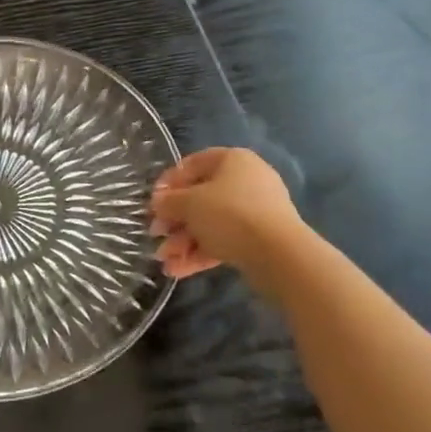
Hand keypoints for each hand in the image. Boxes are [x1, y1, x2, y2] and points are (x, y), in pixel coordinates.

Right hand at [151, 148, 304, 281]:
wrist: (278, 253)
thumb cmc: (229, 213)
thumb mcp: (189, 203)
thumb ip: (169, 201)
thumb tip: (158, 202)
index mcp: (232, 160)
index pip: (193, 164)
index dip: (169, 182)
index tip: (152, 201)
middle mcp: (246, 181)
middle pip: (200, 198)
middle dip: (174, 220)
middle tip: (155, 234)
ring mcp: (255, 211)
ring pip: (210, 223)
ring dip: (183, 241)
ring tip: (164, 261)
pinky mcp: (258, 239)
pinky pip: (223, 241)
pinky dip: (200, 253)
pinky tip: (177, 270)